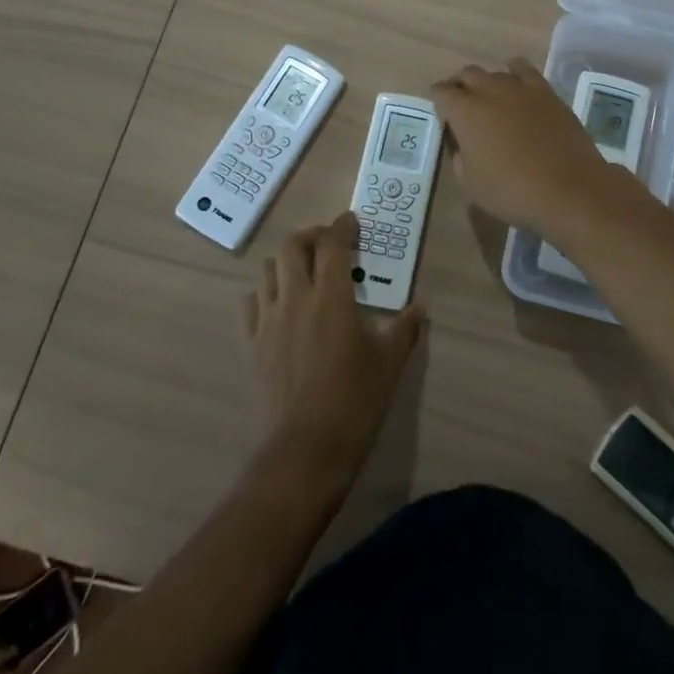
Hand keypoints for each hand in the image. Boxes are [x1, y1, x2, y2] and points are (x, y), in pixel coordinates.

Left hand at [242, 214, 422, 483]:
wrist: (305, 451)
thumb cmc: (354, 403)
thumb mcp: (389, 364)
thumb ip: (405, 329)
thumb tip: (421, 306)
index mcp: (331, 297)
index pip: (332, 244)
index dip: (342, 226)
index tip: (352, 222)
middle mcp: (296, 298)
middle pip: (292, 246)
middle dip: (311, 236)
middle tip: (328, 243)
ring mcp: (269, 320)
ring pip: (268, 269)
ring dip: (286, 261)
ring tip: (303, 271)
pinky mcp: (252, 344)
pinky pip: (252, 302)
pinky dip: (266, 292)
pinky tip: (280, 305)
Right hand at [429, 59, 633, 238]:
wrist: (569, 189)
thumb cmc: (512, 192)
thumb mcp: (470, 183)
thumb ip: (460, 156)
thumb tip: (464, 142)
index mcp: (464, 111)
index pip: (441, 93)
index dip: (437, 101)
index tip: (441, 113)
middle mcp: (489, 90)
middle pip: (466, 75)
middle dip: (460, 87)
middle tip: (462, 106)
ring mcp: (520, 87)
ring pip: (494, 72)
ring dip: (486, 82)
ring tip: (490, 99)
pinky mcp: (546, 91)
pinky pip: (524, 70)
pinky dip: (514, 73)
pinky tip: (516, 85)